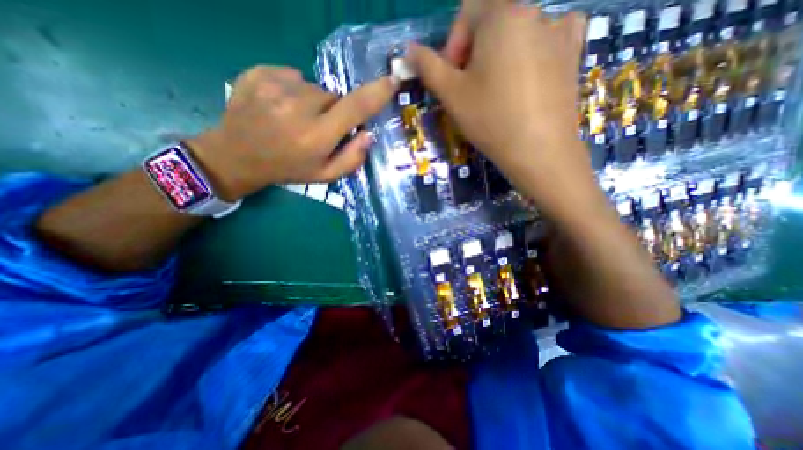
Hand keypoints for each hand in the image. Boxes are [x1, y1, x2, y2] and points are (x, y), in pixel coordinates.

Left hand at [186, 66, 397, 199]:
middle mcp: (298, 107)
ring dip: (314, 102)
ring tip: (297, 119)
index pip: (354, 108)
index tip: (391, 81)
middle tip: (319, 128)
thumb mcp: (324, 175)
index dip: (376, 94)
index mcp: (316, 136)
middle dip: (335, 111)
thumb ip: (352, 159)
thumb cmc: (288, 169)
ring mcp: (275, 87)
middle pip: (335, 97)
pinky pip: (294, 76)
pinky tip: (282, 106)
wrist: (236, 156)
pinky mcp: (259, 73)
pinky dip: (295, 90)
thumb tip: (369, 134)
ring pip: (315, 87)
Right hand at [409, 3, 587, 216]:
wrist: (538, 149)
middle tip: (472, 90)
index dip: (454, 45)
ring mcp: (560, 30)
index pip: (467, 13)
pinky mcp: (575, 52)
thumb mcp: (451, 94)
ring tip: (499, 91)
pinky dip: (534, 51)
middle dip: (474, 54)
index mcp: (502, 13)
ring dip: (500, 56)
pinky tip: (529, 75)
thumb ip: (428, 66)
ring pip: (517, 34)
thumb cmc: (490, 118)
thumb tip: (410, 50)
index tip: (454, 78)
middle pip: (492, 23)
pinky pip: (550, 38)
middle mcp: (535, 10)